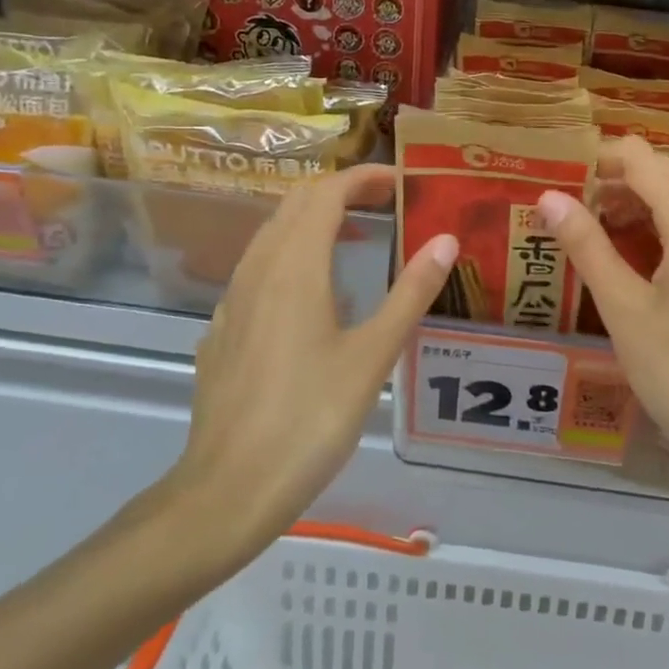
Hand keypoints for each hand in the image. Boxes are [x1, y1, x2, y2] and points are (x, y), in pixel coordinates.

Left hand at [156, 165, 457, 577]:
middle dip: (342, 191)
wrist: (227, 490)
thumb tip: (445, 240)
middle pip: (297, 203)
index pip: (328, 192)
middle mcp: (259, 268)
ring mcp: (234, 298)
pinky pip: (258, 268)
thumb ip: (410, 293)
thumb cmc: (310, 419)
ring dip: (314, 220)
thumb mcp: (373, 356)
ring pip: (273, 233)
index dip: (364, 178)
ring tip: (356, 238)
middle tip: (386, 204)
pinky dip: (291, 254)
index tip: (401, 182)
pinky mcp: (223, 328)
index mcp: (295, 266)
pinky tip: (312, 293)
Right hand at [537, 138, 668, 501]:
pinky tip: (633, 260)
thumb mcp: (623, 309)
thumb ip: (587, 247)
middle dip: (617, 180)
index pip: (643, 158)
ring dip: (640, 202)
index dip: (600, 158)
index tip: (560, 177)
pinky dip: (661, 226)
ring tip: (597, 229)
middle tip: (572, 207)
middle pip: (666, 174)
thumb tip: (550, 197)